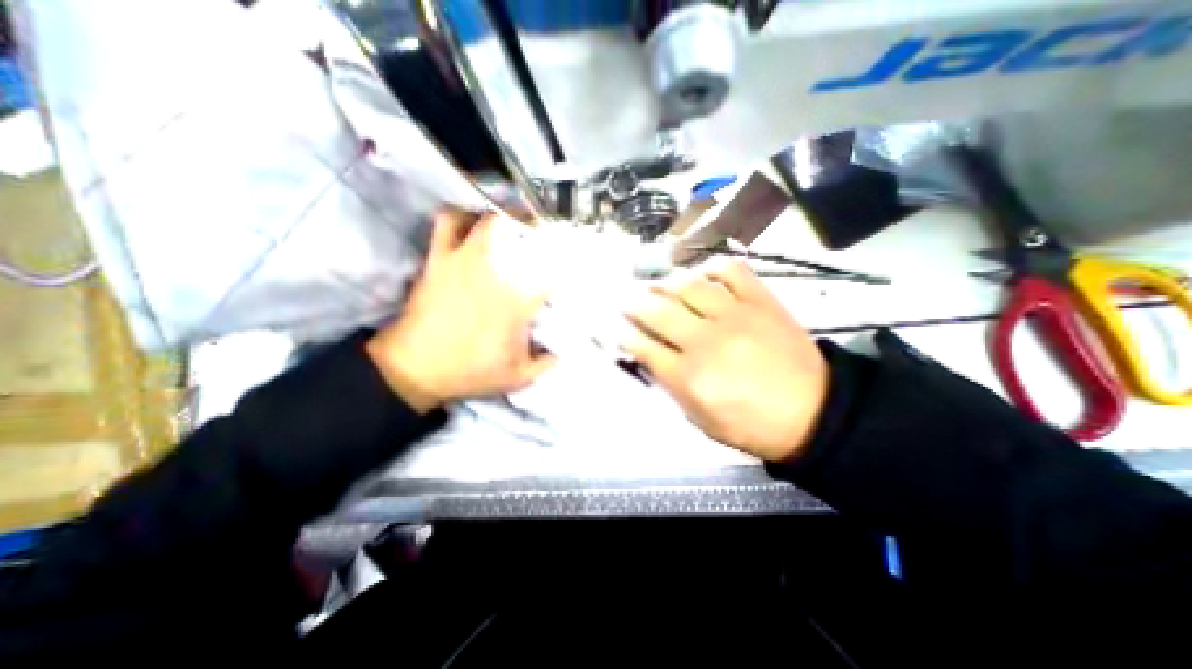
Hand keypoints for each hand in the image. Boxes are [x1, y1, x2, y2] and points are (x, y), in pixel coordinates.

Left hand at [368, 209, 552, 411]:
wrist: (415, 368)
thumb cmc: (470, 372)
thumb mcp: (518, 378)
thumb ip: (546, 363)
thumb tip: (563, 351)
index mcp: (518, 301)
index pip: (552, 271)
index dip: (568, 262)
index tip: (572, 261)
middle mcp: (495, 272)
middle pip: (523, 233)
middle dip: (539, 228)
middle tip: (545, 231)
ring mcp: (464, 261)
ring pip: (488, 220)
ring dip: (503, 217)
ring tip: (511, 223)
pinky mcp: (439, 259)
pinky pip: (447, 223)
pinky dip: (460, 216)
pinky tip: (469, 223)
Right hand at [625, 258, 829, 458]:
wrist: (814, 413)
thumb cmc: (751, 424)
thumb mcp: (700, 420)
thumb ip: (671, 387)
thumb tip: (648, 356)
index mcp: (690, 377)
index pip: (643, 347)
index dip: (622, 333)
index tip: (612, 325)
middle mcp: (706, 341)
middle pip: (658, 311)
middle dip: (633, 302)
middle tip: (625, 297)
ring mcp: (735, 316)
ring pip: (689, 286)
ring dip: (666, 283)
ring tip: (659, 286)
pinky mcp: (761, 301)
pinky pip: (731, 270)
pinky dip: (713, 267)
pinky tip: (704, 274)